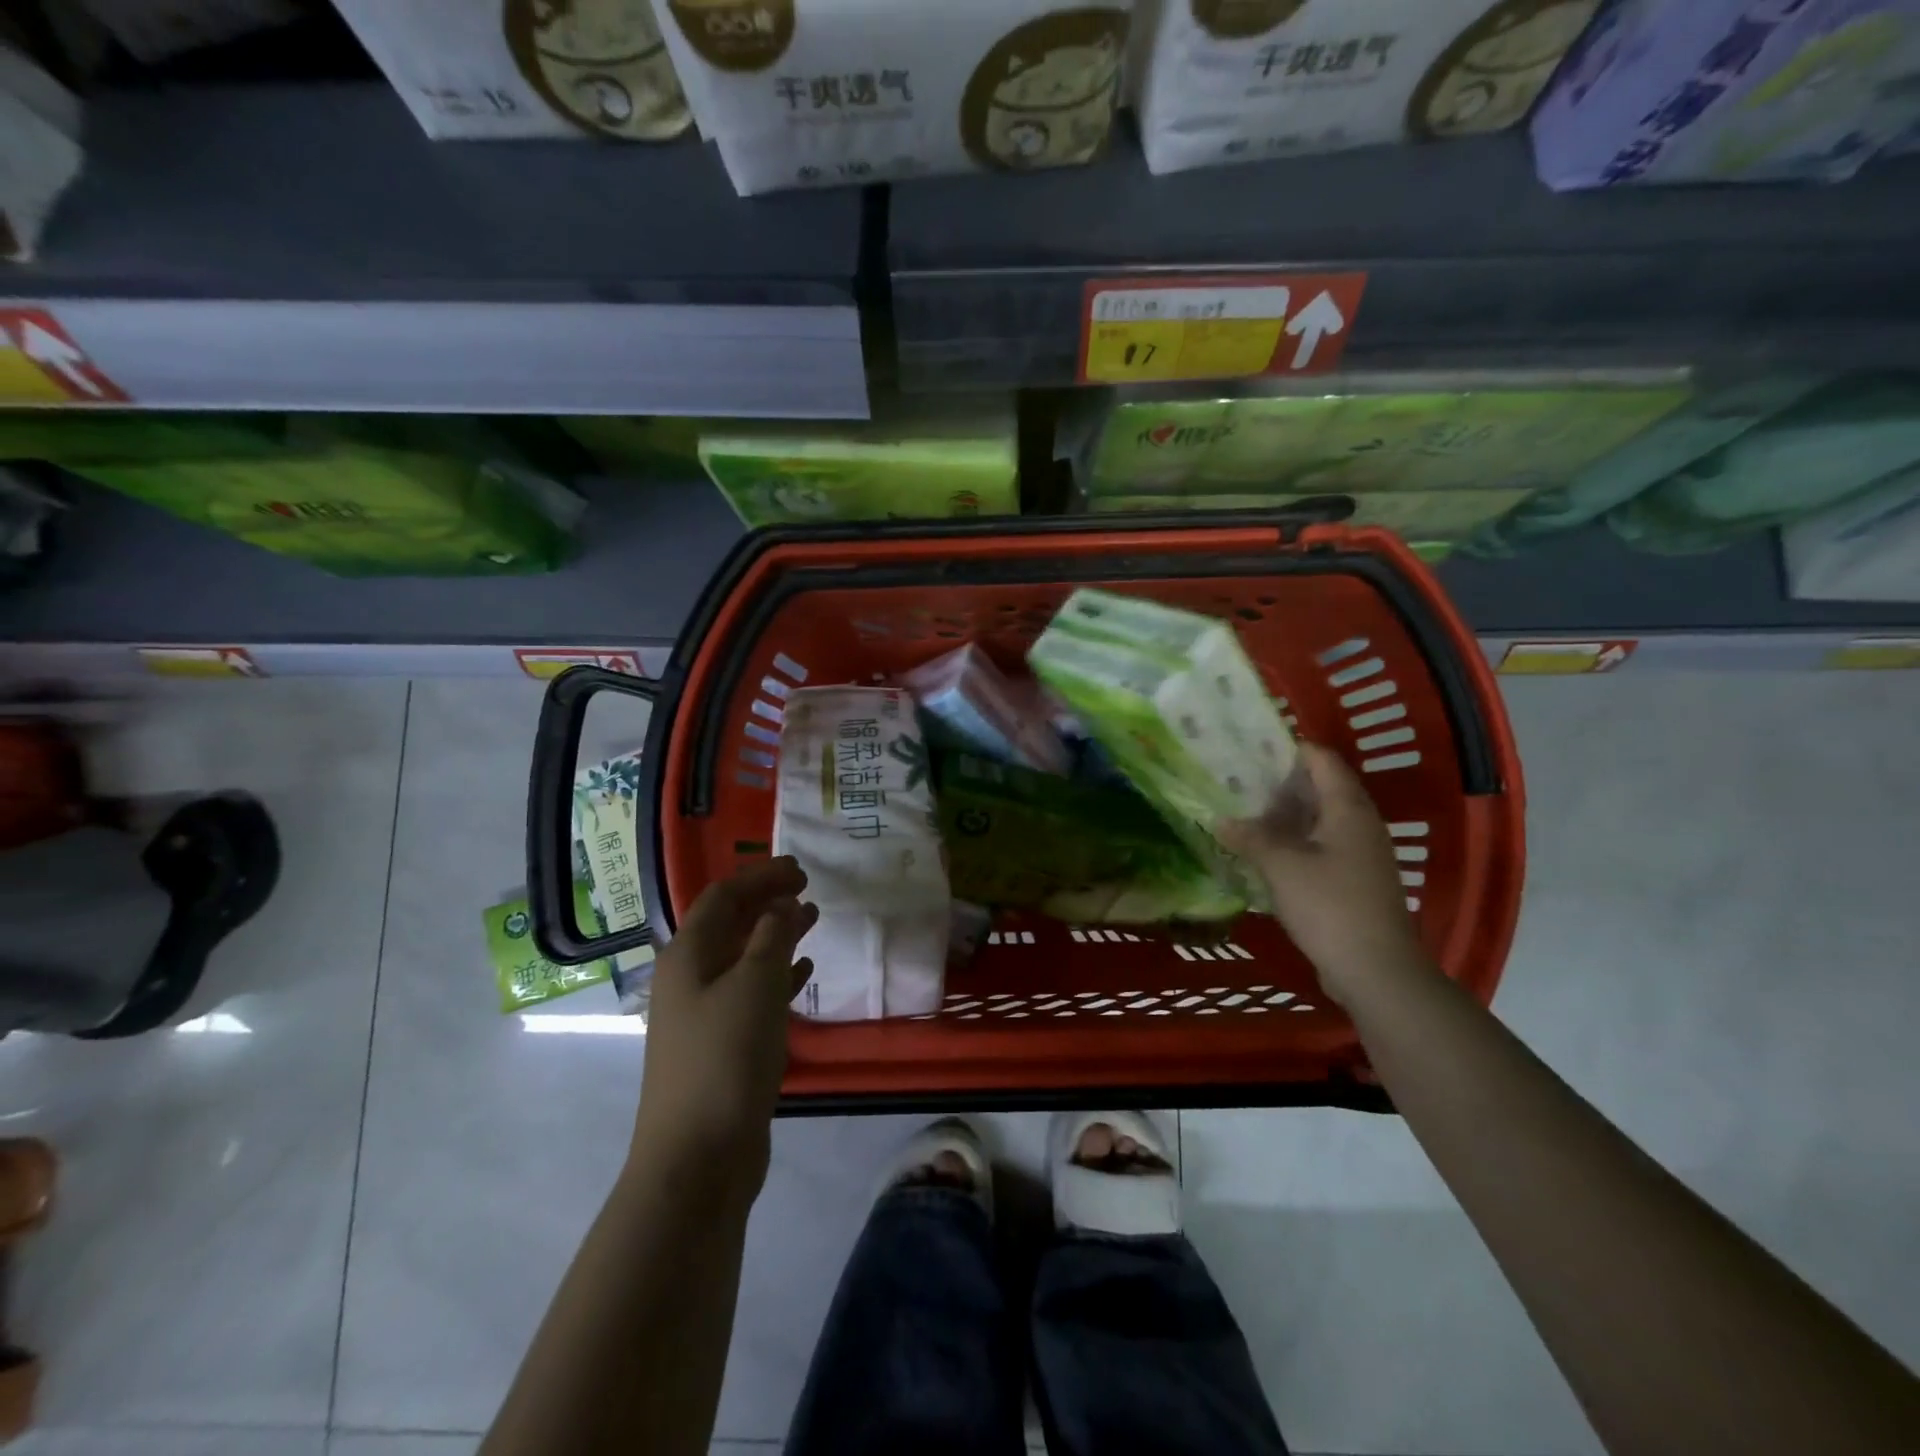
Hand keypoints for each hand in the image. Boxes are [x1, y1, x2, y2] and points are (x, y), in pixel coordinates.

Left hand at [630, 857, 816, 1199]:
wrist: (697, 1157)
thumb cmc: (726, 1056)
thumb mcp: (755, 983)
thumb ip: (771, 935)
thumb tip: (780, 905)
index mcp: (688, 955)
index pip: (724, 896)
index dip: (761, 877)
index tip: (801, 869)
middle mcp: (689, 977)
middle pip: (730, 924)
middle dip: (767, 902)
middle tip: (808, 889)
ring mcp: (702, 1014)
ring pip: (743, 958)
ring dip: (775, 935)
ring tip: (812, 921)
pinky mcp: (721, 1045)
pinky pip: (752, 994)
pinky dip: (778, 976)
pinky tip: (804, 973)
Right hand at [1219, 742, 1431, 1004]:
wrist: (1376, 970)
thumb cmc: (1330, 907)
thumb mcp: (1282, 867)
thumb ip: (1251, 837)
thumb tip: (1221, 820)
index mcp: (1348, 809)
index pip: (1321, 760)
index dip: (1288, 749)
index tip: (1248, 748)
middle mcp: (1359, 824)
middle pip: (1319, 788)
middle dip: (1278, 783)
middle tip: (1235, 781)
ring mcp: (1359, 854)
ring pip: (1318, 819)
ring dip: (1283, 815)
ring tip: (1241, 813)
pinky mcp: (1353, 880)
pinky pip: (1320, 846)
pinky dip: (1293, 841)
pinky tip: (1263, 851)